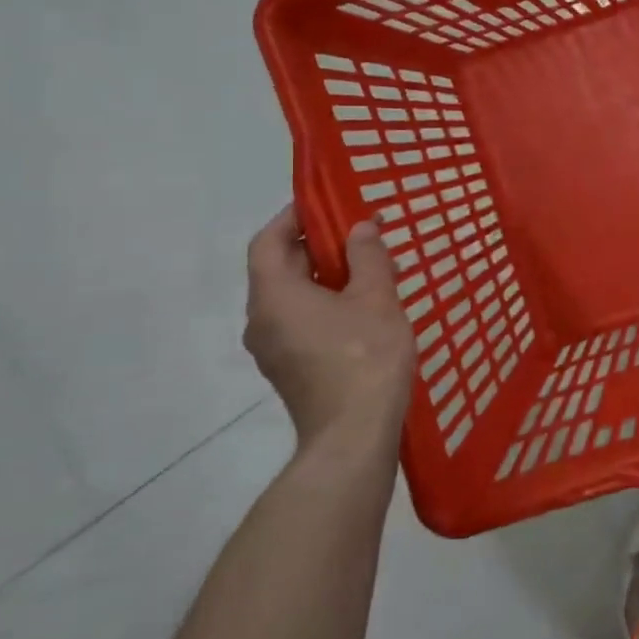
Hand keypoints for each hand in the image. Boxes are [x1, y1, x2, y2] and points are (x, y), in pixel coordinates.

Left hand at [244, 207, 415, 446]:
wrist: (353, 435)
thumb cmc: (364, 357)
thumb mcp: (376, 297)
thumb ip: (367, 256)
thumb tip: (360, 228)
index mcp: (274, 296)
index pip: (269, 241)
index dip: (294, 217)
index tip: (328, 203)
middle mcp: (262, 320)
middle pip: (279, 268)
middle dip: (317, 245)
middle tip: (359, 234)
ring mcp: (272, 349)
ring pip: (291, 297)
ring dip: (324, 276)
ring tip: (370, 268)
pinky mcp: (289, 368)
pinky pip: (299, 321)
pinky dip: (324, 303)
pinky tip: (363, 308)